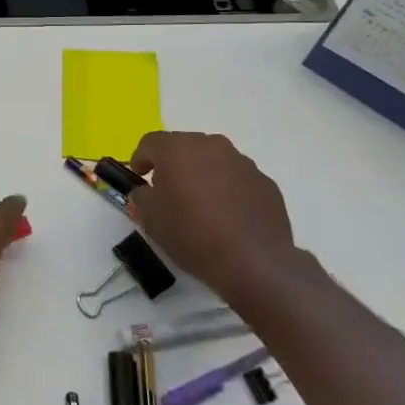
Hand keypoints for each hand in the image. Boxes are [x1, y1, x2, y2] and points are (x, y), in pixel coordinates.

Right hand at [126, 132, 298, 305]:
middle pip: (183, 147)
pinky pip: (237, 179)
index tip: (138, 177)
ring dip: (201, 175)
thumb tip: (148, 191)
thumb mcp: (150, 218)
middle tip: (168, 191)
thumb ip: (141, 196)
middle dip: (172, 165)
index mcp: (178, 149)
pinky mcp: (265, 182)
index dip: (140, 158)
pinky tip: (227, 217)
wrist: (255, 262)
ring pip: (213, 161)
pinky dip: (227, 190)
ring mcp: (242, 162)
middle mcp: (211, 145)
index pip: (150, 142)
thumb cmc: (193, 235)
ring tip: (200, 205)